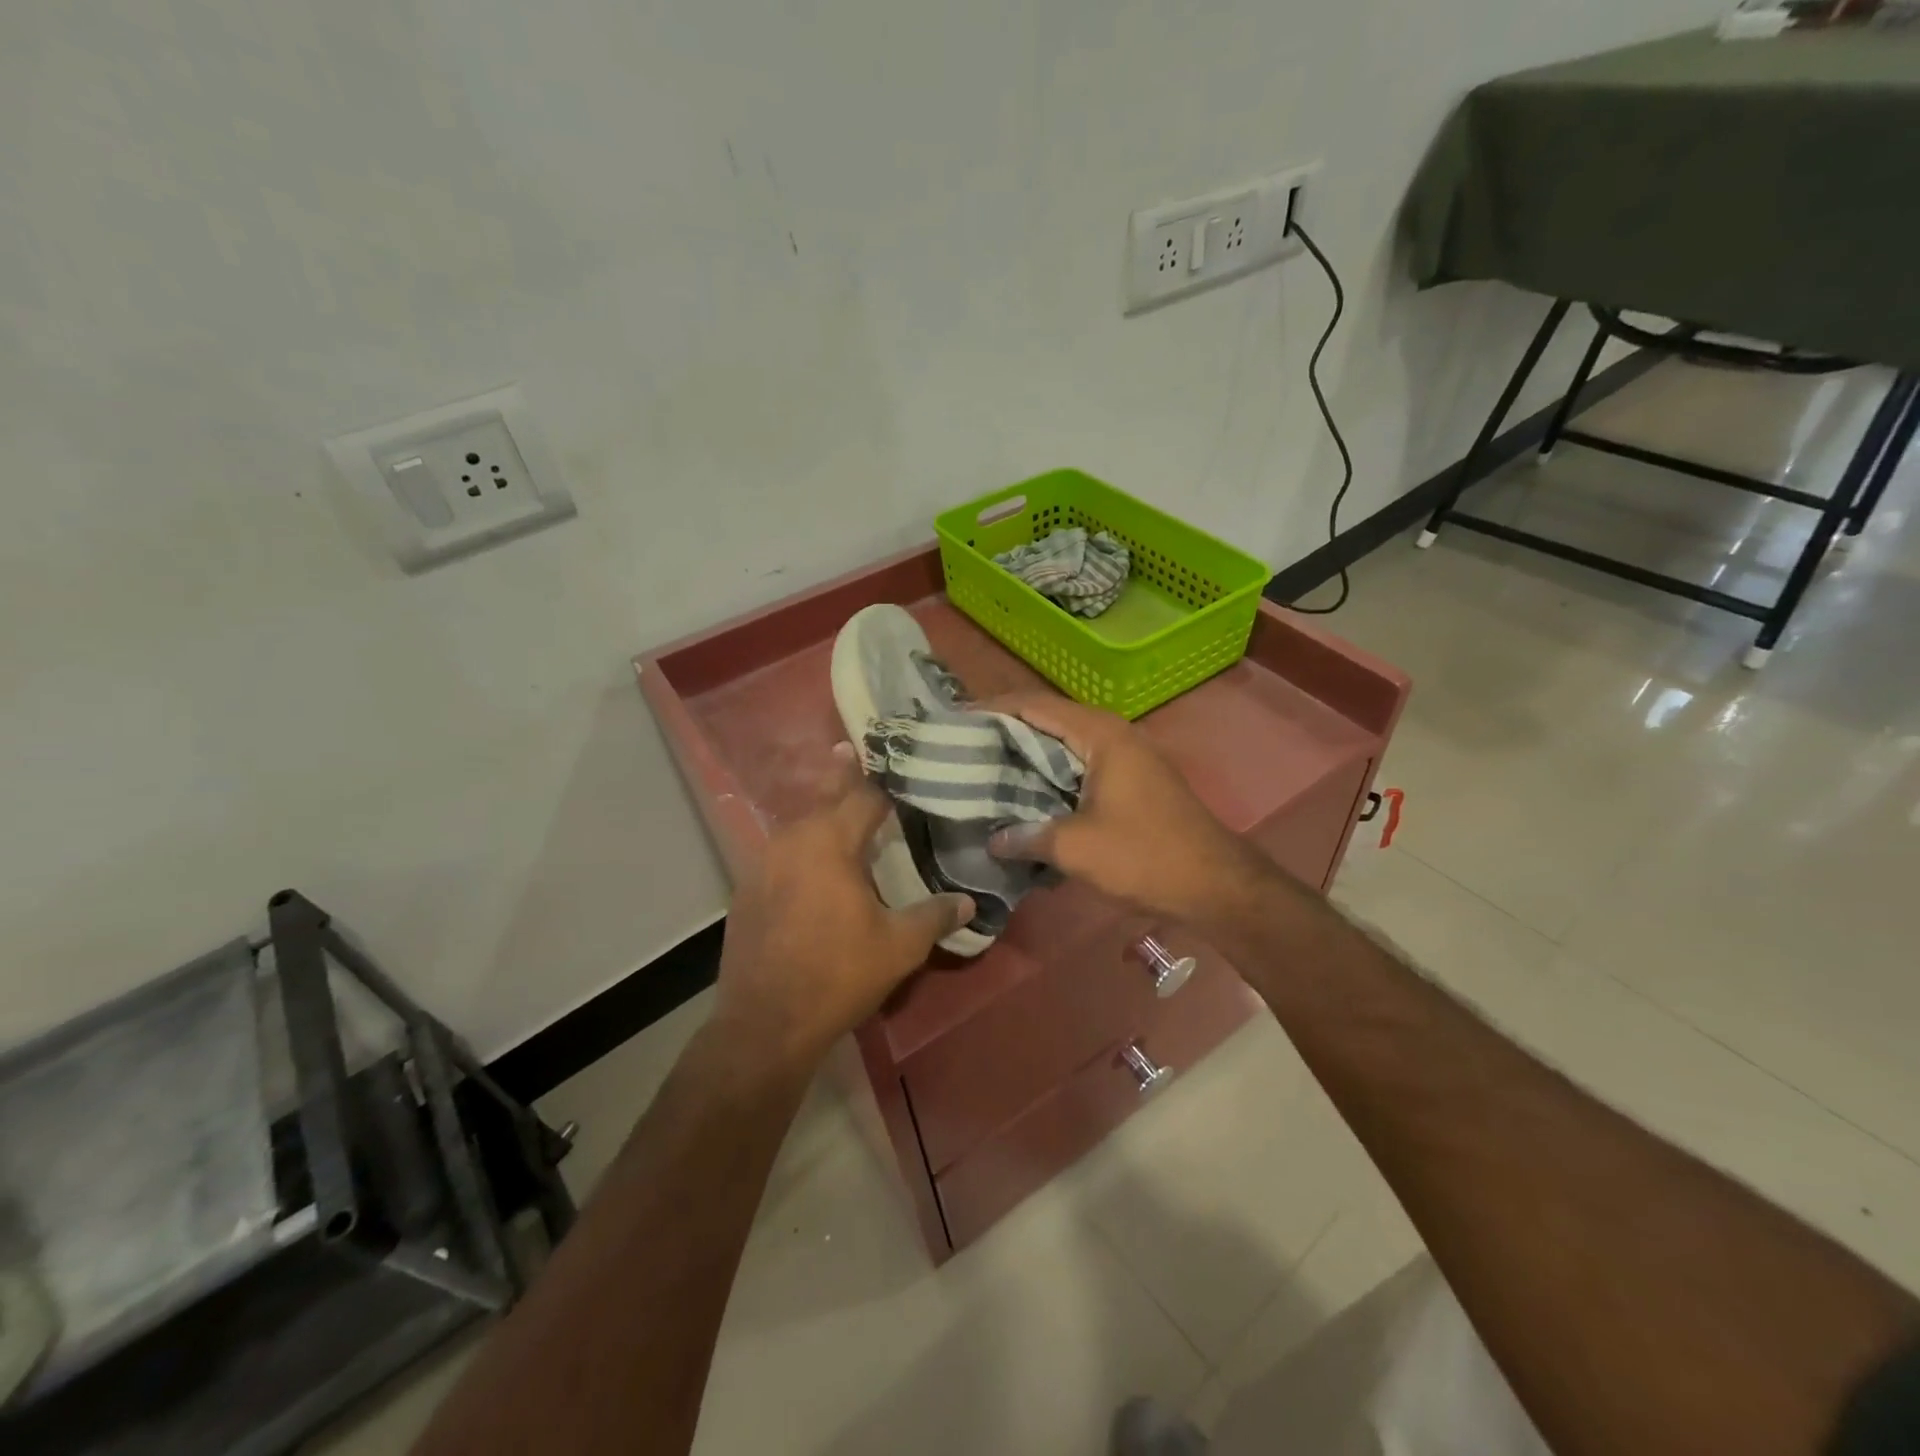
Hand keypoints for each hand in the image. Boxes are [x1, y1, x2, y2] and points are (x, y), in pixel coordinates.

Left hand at [710, 746, 973, 1078]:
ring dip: (821, 815)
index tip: (899, 764)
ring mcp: (761, 863)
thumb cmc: (837, 975)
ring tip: (839, 808)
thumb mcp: (898, 946)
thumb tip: (970, 901)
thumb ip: (935, 915)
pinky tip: (813, 864)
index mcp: (830, 841)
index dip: (885, 782)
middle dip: (842, 777)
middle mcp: (792, 840)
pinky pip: (781, 853)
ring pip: (799, 826)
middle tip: (851, 750)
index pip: (864, 796)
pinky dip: (801, 847)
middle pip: (824, 799)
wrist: (764, 1023)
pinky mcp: (746, 890)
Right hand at [985, 692, 1270, 923]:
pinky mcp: (1128, 782)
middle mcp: (1112, 735)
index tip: (953, 720)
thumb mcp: (1077, 848)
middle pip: (1047, 721)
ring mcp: (1124, 758)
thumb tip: (992, 840)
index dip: (991, 709)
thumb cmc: (1145, 856)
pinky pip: (1077, 767)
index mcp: (1100, 734)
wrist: (1215, 886)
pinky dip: (1047, 776)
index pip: (1034, 705)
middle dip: (1004, 731)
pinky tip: (1023, 797)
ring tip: (982, 769)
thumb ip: (1028, 837)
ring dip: (1025, 756)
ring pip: (1062, 746)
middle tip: (960, 747)